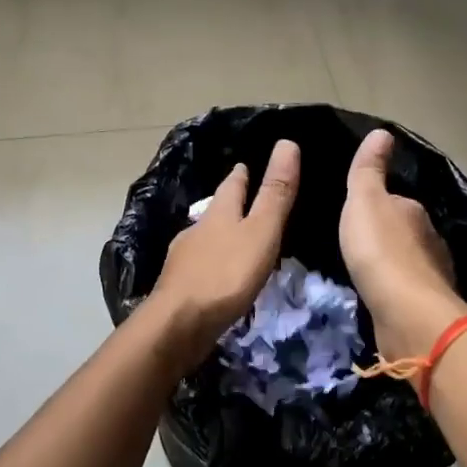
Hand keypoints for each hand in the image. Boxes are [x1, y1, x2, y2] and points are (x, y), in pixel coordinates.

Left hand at [148, 139, 300, 368]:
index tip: (244, 165)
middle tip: (240, 198)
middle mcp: (196, 231)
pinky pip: (199, 268)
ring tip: (232, 238)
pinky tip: (216, 275)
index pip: (231, 186)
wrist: (180, 324)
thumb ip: (275, 194)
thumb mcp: (261, 232)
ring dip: (217, 236)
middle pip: (215, 212)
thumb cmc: (226, 275)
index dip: (241, 175)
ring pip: (204, 240)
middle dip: (227, 205)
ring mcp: (184, 261)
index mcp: (218, 214)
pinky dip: (210, 265)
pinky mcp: (179, 288)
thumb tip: (286, 142)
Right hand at [339, 129, 466, 359]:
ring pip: (410, 262)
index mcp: (414, 211)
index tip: (357, 214)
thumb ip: (370, 170)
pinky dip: (397, 290)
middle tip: (358, 245)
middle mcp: (430, 239)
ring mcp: (432, 273)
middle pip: (405, 232)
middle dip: (387, 237)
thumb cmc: (380, 250)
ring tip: (368, 272)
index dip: (377, 204)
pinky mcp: (427, 305)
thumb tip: (383, 132)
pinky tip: (382, 297)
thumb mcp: (365, 201)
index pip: (396, 200)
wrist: (406, 312)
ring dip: (394, 265)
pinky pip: (409, 290)